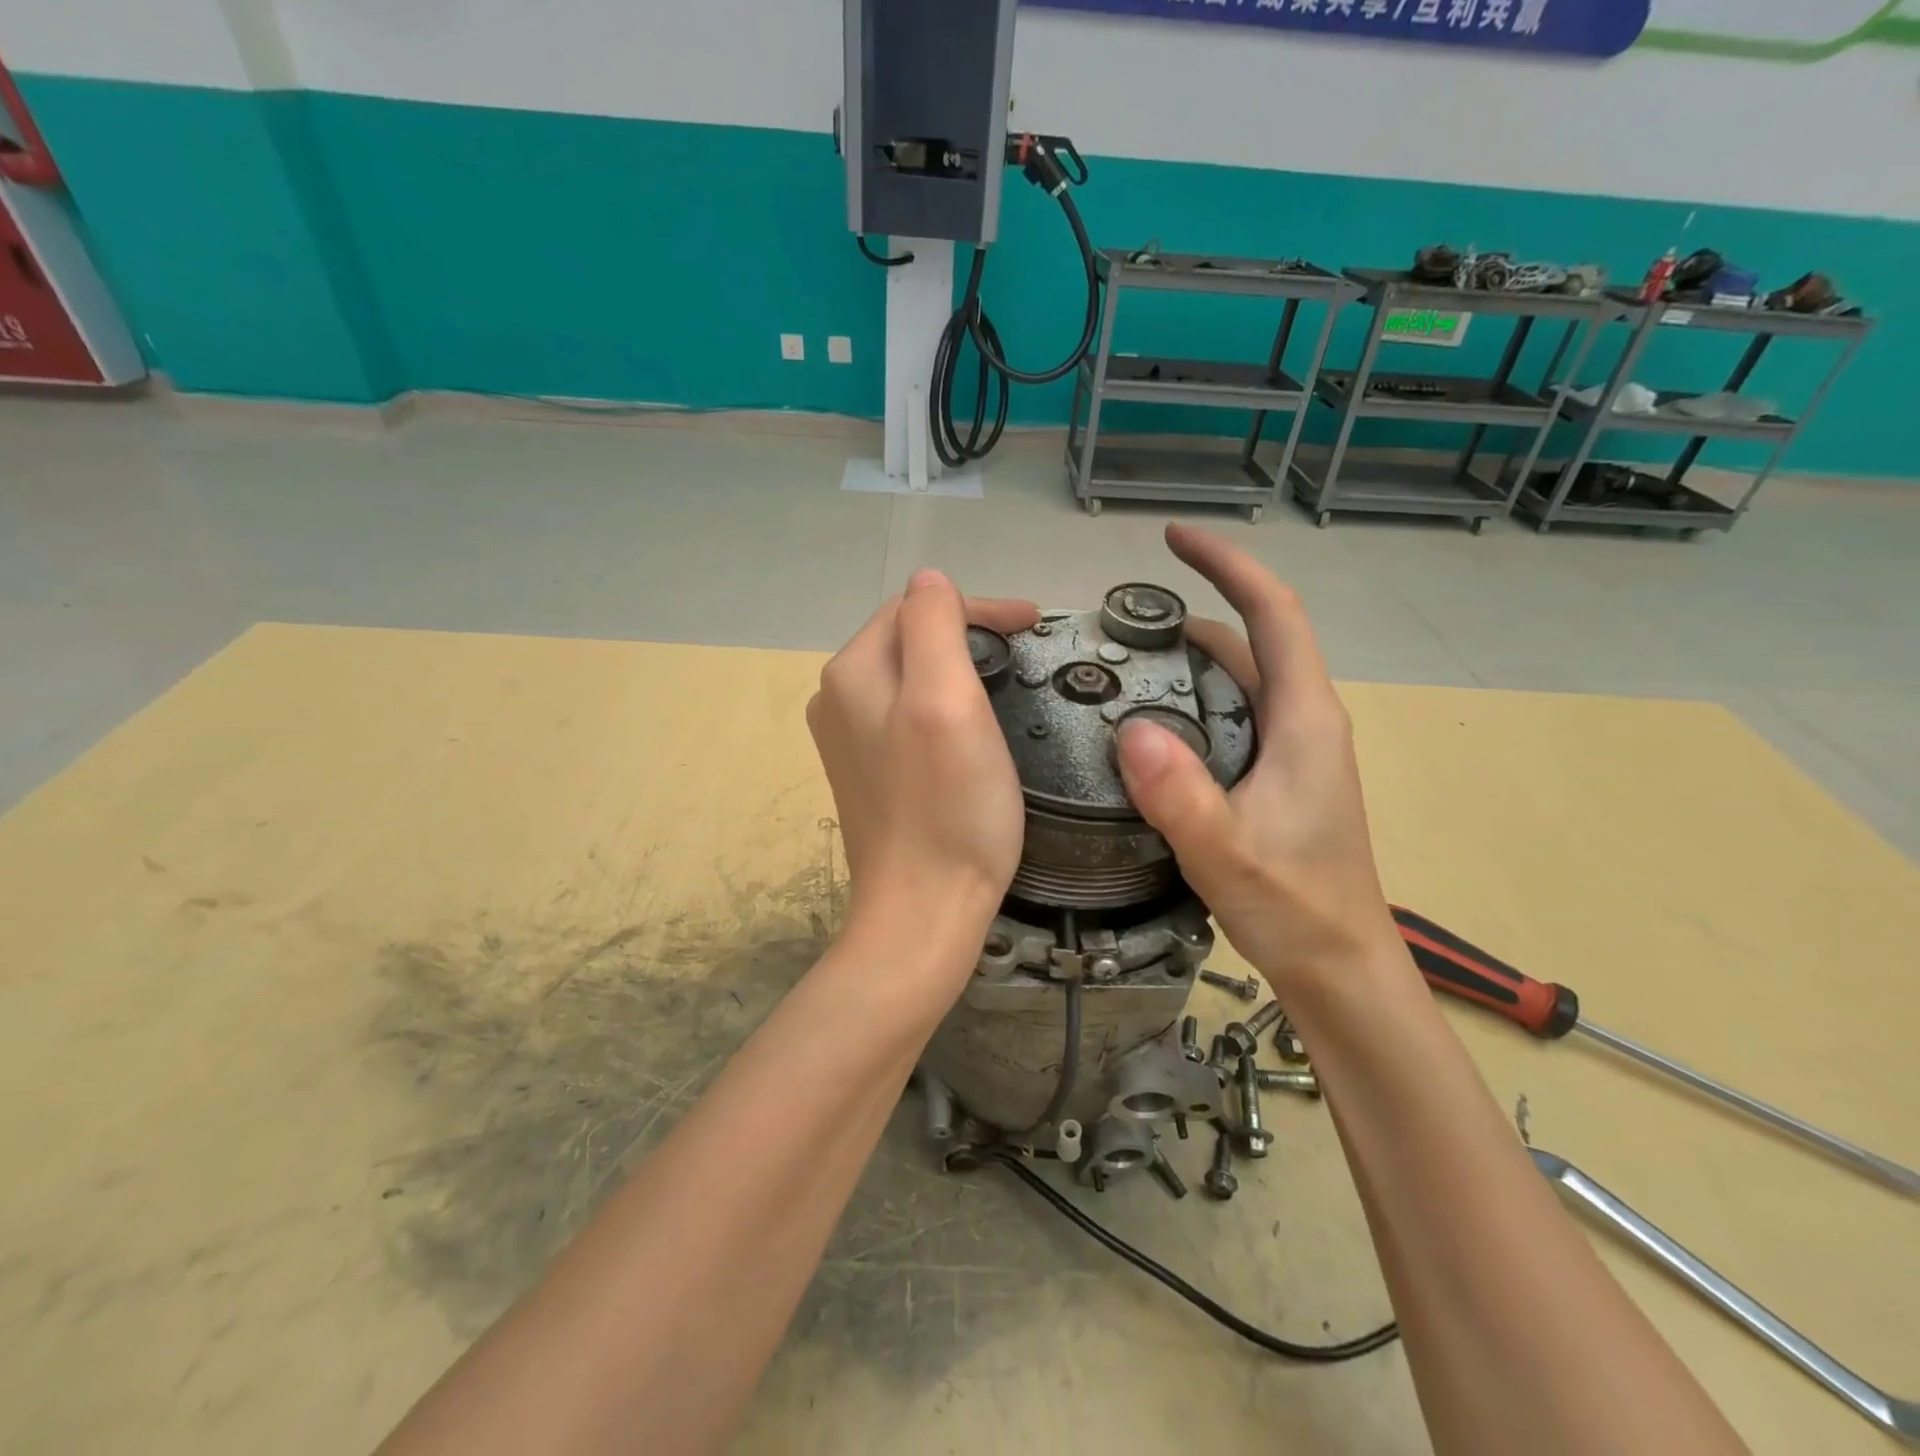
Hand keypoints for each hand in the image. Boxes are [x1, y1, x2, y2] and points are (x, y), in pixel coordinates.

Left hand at [808, 572, 1038, 958]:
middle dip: (967, 632)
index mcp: (852, 672)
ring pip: (910, 677)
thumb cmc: (947, 807)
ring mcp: (849, 740)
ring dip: (957, 667)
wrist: (923, 912)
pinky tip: (971, 727)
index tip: (1034, 624)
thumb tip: (930, 581)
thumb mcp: (945, 700)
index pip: (916, 609)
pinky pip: (908, 717)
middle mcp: (837, 699)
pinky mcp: (869, 774)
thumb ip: (933, 626)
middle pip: (909, 639)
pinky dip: (943, 706)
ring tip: (1005, 679)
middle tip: (1024, 650)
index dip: (978, 609)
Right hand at [1116, 525, 1396, 992]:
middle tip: (1118, 619)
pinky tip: (1145, 726)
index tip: (1173, 539)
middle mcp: (1301, 720)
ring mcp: (1288, 750)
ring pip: (1236, 679)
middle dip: (1191, 611)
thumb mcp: (1228, 853)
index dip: (1226, 564)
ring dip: (1186, 659)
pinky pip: (1227, 716)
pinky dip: (1188, 701)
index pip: (1271, 612)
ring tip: (1119, 664)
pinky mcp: (1272, 776)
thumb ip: (1181, 795)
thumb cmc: (1297, 908)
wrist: (1339, 969)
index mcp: (1303, 718)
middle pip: (1250, 639)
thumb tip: (1128, 729)